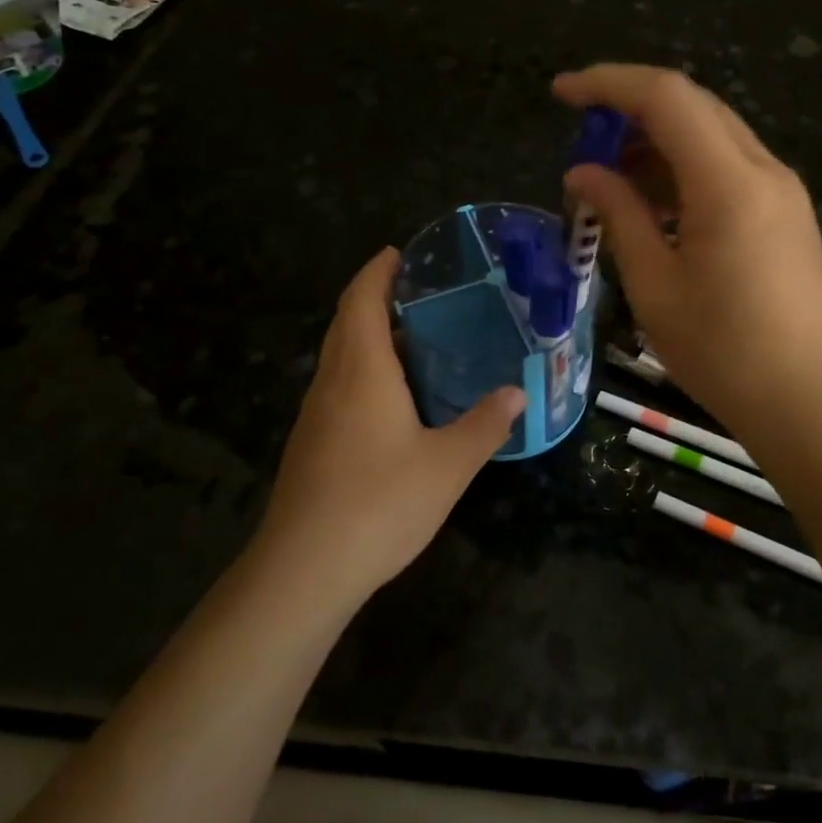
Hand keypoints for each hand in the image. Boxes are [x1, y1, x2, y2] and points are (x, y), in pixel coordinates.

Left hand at [253, 248, 525, 606]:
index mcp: (362, 371)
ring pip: (339, 356)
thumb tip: (517, 392)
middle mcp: (331, 382)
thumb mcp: (448, 464)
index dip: (376, 271)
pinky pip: (337, 387)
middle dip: (373, 297)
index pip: (360, 299)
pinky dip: (362, 371)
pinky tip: (392, 400)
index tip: (398, 253)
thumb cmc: (379, 503)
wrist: (304, 569)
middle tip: (418, 293)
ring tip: (412, 340)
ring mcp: (314, 415)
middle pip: (345, 322)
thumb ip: (484, 424)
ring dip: (367, 336)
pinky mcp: (310, 445)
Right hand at [554, 64, 821, 439]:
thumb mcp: (654, 284)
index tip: (561, 93)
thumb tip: (582, 173)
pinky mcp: (785, 214)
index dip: (608, 83)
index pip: (666, 97)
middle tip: (583, 142)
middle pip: (692, 106)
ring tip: (610, 181)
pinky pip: (728, 167)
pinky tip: (653, 205)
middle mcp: (763, 169)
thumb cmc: (722, 351)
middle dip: (630, 110)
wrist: (808, 401)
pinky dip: (684, 170)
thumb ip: (617, 215)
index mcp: (729, 182)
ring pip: (711, 135)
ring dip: (657, 142)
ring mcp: (781, 190)